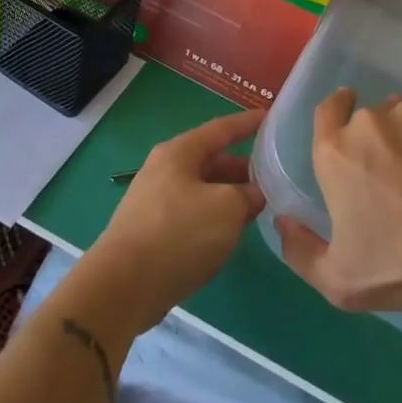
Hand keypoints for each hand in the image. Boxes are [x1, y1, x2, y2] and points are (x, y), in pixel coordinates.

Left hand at [73, 109, 264, 338]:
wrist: (124, 286)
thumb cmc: (179, 234)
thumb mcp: (227, 208)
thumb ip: (248, 195)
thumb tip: (255, 194)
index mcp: (179, 153)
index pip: (221, 128)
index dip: (248, 123)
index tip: (271, 116)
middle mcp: (165, 170)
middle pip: (212, 160)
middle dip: (244, 167)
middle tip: (276, 174)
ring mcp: (156, 201)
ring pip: (204, 189)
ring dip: (231, 195)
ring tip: (261, 205)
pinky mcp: (154, 231)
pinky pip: (194, 213)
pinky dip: (216, 216)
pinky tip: (233, 231)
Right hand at [278, 88, 401, 312]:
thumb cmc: (401, 264)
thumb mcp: (339, 280)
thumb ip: (300, 252)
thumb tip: (283, 223)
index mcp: (335, 153)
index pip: (327, 110)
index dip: (335, 109)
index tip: (345, 111)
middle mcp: (370, 124)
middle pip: (367, 120)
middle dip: (375, 140)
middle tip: (392, 174)